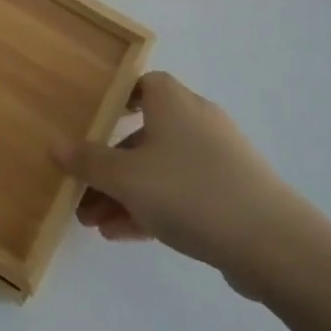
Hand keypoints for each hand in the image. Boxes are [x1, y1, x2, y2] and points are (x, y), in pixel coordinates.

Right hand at [56, 71, 324, 300]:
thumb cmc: (190, 191)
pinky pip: (182, 194)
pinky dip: (153, 209)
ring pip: (160, 170)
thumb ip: (88, 161)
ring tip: (94, 224)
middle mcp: (196, 120)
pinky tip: (123, 236)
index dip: (112, 102)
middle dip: (109, 166)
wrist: (275, 245)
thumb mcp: (126, 178)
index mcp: (172, 101)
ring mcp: (218, 159)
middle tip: (81, 193)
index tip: (88, 126)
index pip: (138, 85)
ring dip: (125, 194)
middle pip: (142, 136)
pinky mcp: (232, 195)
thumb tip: (55, 144)